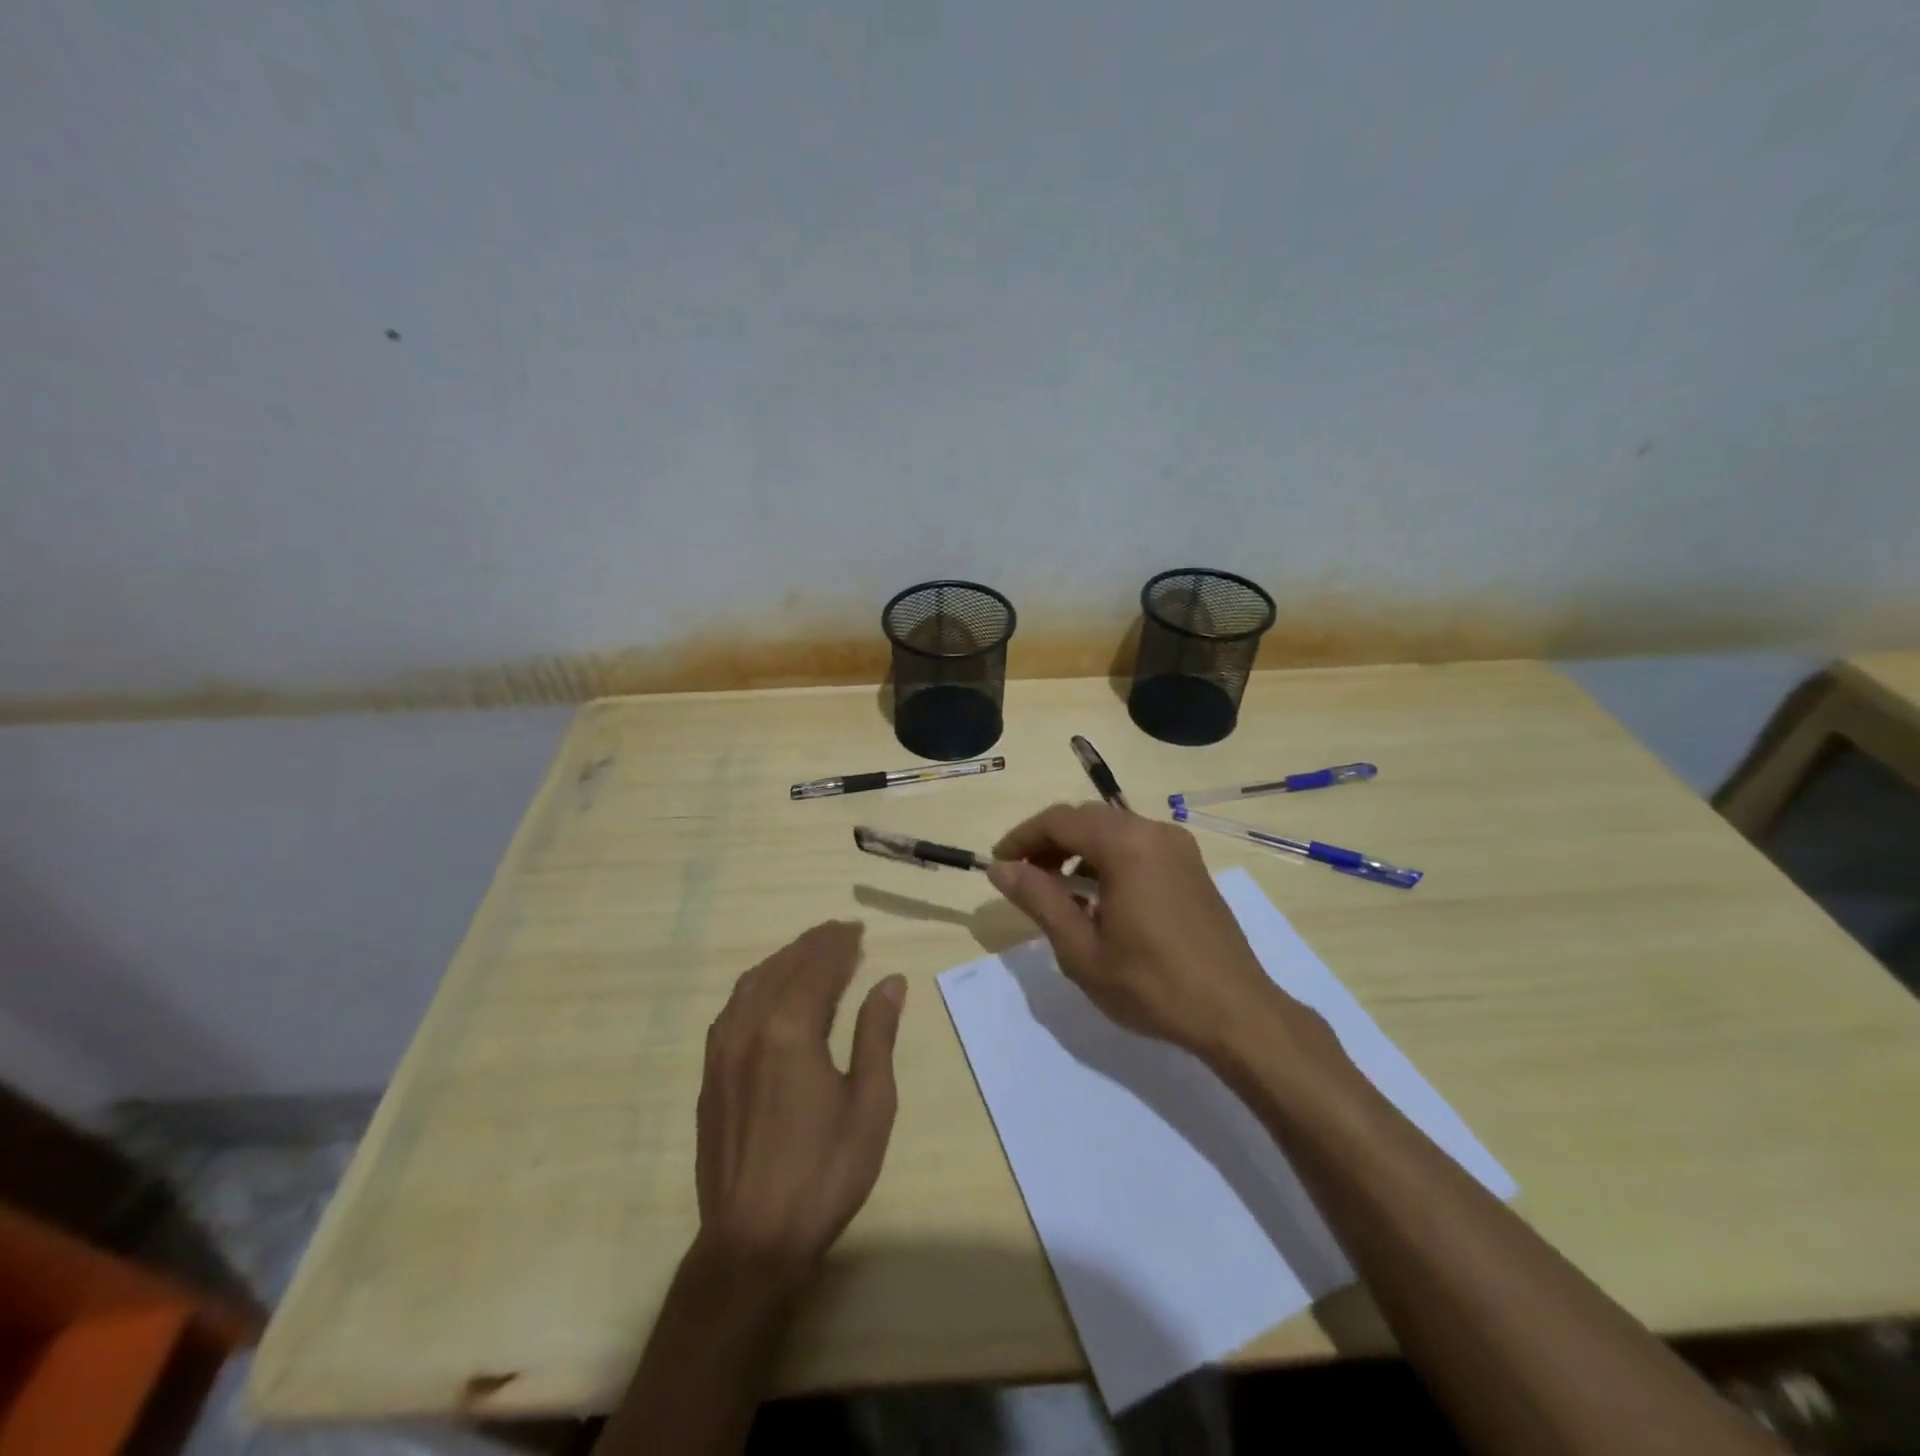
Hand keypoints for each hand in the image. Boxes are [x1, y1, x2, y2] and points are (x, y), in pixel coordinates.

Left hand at [695, 921, 906, 1278]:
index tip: (859, 930)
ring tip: (811, 954)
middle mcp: (750, 1027)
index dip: (840, 945)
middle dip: (814, 945)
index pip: (817, 968)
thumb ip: (877, 1035)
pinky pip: (733, 1007)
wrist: (752, 1241)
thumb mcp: (869, 1104)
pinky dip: (758, 984)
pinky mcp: (710, 1072)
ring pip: (753, 983)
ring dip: (784, 960)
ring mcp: (723, 1050)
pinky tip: (771, 992)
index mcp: (790, 1030)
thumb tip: (889, 982)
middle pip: (784, 967)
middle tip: (842, 933)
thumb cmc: (824, 1173)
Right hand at [985, 802, 1282, 1055]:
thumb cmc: (1152, 984)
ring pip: (1113, 831)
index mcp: (1126, 844)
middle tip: (1025, 879)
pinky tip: (1099, 898)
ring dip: (1078, 851)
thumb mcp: (1082, 948)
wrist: (1236, 1013)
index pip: (1059, 820)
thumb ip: (1039, 899)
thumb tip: (1000, 868)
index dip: (1022, 838)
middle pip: (1087, 819)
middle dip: (1049, 842)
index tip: (999, 865)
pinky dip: (1108, 859)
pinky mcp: (1191, 866)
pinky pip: (1137, 846)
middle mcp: (1154, 831)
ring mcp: (1178, 847)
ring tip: (1058, 892)